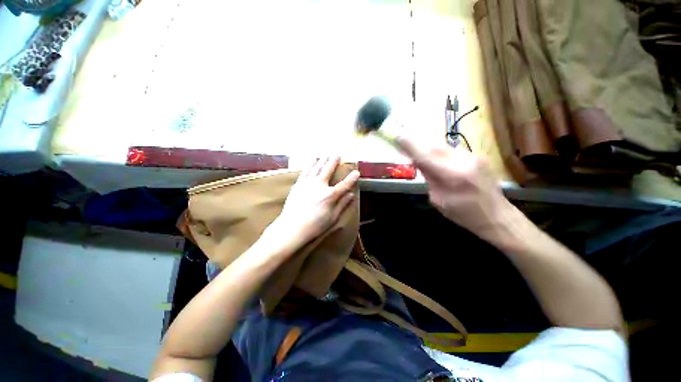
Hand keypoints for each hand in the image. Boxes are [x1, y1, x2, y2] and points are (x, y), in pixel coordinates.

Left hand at [265, 157, 359, 250]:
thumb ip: (342, 204)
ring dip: (323, 160)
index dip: (351, 178)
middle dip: (334, 161)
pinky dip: (310, 165)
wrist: (292, 227)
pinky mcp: (298, 184)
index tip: (356, 172)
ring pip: (317, 168)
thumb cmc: (315, 226)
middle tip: (337, 153)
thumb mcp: (333, 218)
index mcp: (330, 195)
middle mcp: (320, 185)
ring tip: (327, 153)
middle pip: (329, 170)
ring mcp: (307, 183)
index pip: (344, 184)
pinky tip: (313, 160)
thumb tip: (351, 194)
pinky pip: (306, 171)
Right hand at [395, 136, 513, 239]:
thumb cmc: (463, 214)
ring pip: (443, 146)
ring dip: (429, 149)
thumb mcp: (438, 200)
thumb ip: (428, 178)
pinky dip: (441, 153)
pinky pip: (452, 150)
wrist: (497, 216)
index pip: (425, 156)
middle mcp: (464, 160)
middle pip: (434, 146)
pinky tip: (439, 161)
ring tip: (422, 156)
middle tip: (406, 146)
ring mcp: (473, 156)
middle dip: (418, 145)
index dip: (410, 146)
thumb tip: (419, 162)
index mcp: (453, 176)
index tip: (397, 136)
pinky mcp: (478, 156)